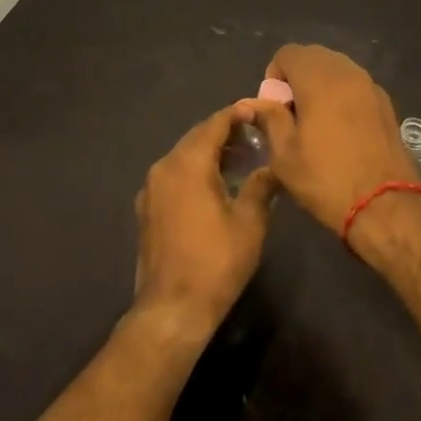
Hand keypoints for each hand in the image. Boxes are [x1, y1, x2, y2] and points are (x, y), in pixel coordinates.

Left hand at [132, 105, 277, 342]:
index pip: (214, 124)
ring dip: (210, 153)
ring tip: (241, 160)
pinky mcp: (147, 209)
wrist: (172, 310)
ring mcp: (151, 189)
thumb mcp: (250, 222)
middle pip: (197, 137)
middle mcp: (164, 167)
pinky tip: (215, 186)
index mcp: (188, 163)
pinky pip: (174, 176)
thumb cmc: (216, 262)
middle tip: (255, 136)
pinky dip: (195, 171)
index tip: (259, 111)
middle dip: (225, 133)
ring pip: (184, 156)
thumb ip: (262, 185)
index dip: (237, 114)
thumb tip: (273, 166)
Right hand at [251, 45, 420, 231]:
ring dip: (321, 85)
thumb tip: (256, 103)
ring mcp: (371, 86)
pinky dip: (342, 95)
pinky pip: (356, 85)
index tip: (275, 107)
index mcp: (319, 79)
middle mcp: (347, 72)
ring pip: (337, 69)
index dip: (275, 75)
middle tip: (293, 114)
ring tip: (317, 122)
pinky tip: (341, 130)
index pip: (289, 53)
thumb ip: (269, 119)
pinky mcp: (386, 103)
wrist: (386, 205)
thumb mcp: (285, 154)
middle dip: (298, 77)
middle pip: (314, 56)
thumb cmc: (327, 178)